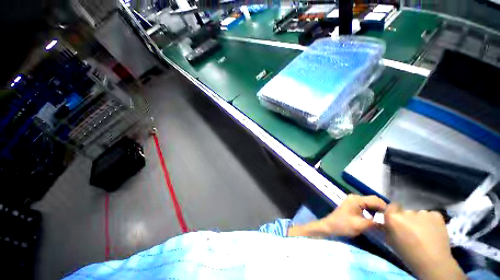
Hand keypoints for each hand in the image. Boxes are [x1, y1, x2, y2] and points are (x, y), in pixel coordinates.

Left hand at [320, 194, 386, 236]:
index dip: (385, 208)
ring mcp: (354, 201)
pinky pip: (366, 206)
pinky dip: (372, 212)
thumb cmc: (343, 225)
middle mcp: (355, 197)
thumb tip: (388, 221)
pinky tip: (376, 219)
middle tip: (391, 220)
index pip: (375, 200)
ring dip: (378, 211)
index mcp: (356, 200)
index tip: (394, 217)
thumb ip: (374, 222)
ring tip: (385, 220)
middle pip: (373, 200)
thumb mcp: (360, 225)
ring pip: (370, 203)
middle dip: (382, 209)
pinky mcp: (353, 205)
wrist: (330, 226)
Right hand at [384, 204, 465, 279]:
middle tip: (411, 230)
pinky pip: (431, 215)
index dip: (393, 213)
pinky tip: (433, 231)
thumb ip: (386, 229)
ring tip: (424, 233)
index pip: (390, 207)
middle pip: (405, 211)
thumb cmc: (408, 254)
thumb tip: (384, 223)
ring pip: (418, 214)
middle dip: (407, 219)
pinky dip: (431, 221)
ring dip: (419, 220)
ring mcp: (423, 212)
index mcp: (393, 217)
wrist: (433, 262)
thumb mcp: (391, 242)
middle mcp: (406, 212)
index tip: (397, 220)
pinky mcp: (436, 215)